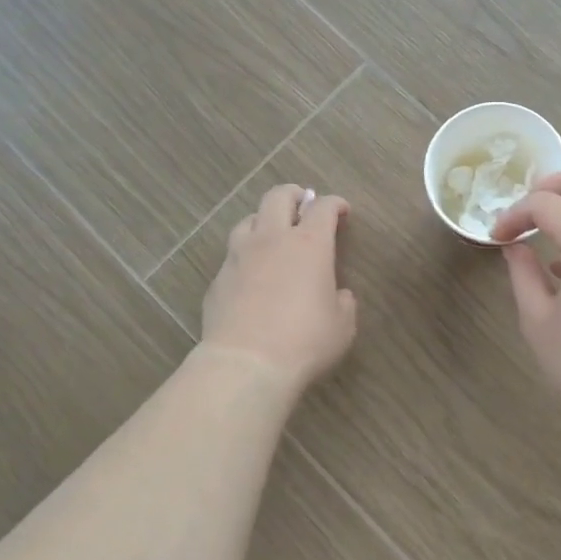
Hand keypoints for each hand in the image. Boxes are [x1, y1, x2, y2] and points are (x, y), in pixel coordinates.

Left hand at [200, 184, 357, 394]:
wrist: (246, 364)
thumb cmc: (305, 342)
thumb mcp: (342, 325)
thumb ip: (343, 302)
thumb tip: (338, 295)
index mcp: (309, 244)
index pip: (323, 207)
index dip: (335, 204)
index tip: (342, 211)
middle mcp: (272, 239)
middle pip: (278, 197)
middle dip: (294, 195)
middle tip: (303, 203)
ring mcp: (239, 256)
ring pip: (249, 220)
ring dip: (265, 220)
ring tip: (273, 234)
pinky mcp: (218, 278)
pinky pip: (233, 254)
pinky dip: (246, 255)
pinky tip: (251, 274)